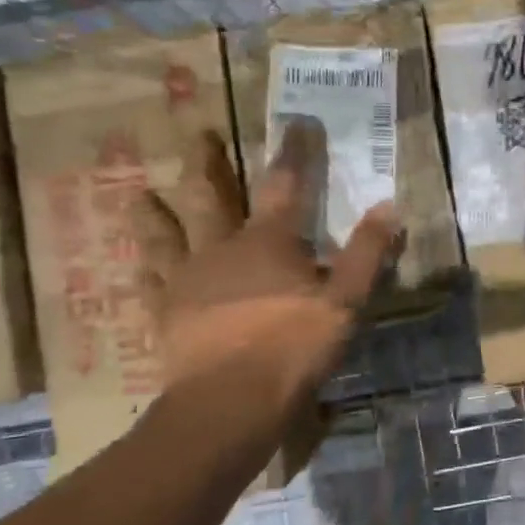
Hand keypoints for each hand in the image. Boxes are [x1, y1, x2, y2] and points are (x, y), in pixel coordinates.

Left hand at [133, 123, 402, 399]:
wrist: (232, 401)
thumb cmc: (293, 346)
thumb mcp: (346, 301)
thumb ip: (367, 254)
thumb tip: (389, 207)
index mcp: (270, 242)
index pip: (286, 185)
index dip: (293, 152)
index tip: (296, 122)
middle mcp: (223, 248)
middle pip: (213, 197)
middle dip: (208, 164)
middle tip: (198, 134)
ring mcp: (189, 280)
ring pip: (168, 236)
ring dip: (156, 213)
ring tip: (138, 193)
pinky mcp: (167, 313)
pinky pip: (151, 284)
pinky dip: (144, 270)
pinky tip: (135, 263)